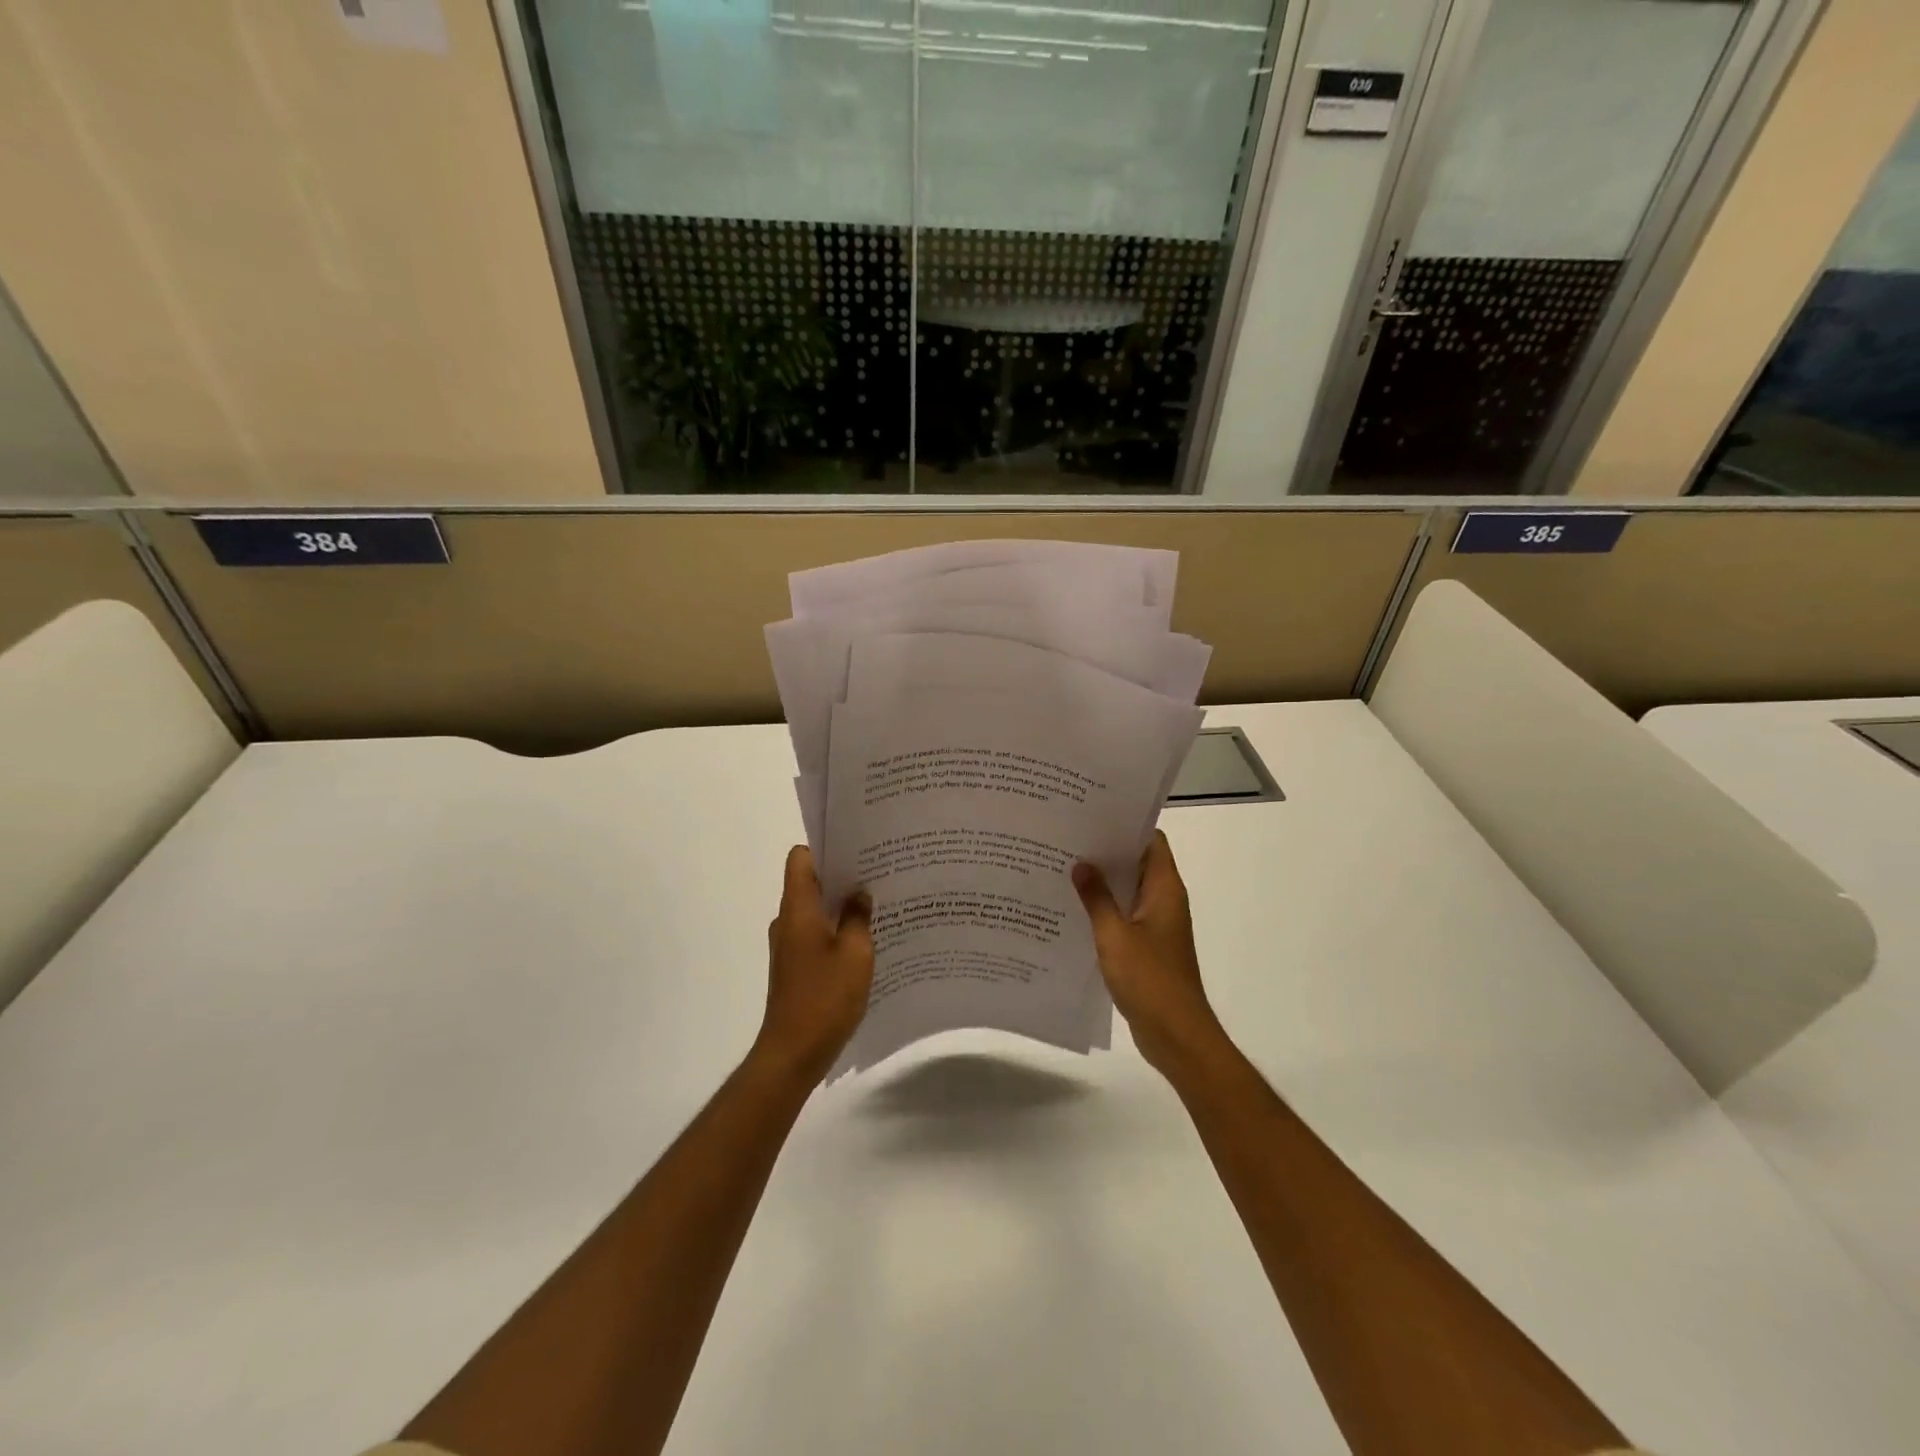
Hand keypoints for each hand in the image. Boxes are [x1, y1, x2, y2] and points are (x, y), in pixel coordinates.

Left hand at [753, 846, 874, 1083]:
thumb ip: (859, 917)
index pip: (800, 858)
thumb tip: (860, 893)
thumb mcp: (856, 953)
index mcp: (797, 909)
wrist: (793, 1053)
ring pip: (816, 910)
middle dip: (843, 875)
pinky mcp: (795, 966)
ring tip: (879, 905)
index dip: (826, 848)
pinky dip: (838, 931)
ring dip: (842, 906)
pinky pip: (817, 934)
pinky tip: (867, 941)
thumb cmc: (825, 997)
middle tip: (880, 873)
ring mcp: (789, 945)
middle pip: (810, 882)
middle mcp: (787, 921)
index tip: (857, 849)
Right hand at [1073, 832, 1225, 1076]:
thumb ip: (1097, 898)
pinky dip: (1103, 909)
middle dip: (1106, 851)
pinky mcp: (1147, 946)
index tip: (1092, 816)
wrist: (1175, 1034)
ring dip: (1102, 882)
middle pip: (1137, 863)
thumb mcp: (1114, 935)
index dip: (1126, 826)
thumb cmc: (1149, 979)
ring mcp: (1156, 924)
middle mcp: (1164, 900)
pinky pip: (1124, 916)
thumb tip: (1082, 864)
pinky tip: (1072, 909)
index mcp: (1165, 889)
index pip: (1151, 841)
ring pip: (1128, 890)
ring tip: (1063, 868)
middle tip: (1067, 839)